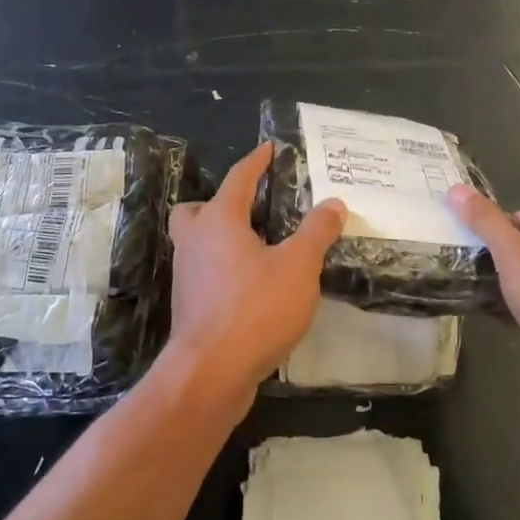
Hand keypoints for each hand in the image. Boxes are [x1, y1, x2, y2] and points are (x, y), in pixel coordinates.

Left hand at [165, 142, 346, 416]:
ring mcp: (187, 276)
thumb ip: (316, 232)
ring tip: (259, 248)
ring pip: (197, 244)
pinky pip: (204, 274)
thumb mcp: (298, 267)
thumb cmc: (255, 309)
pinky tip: (252, 286)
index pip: (238, 179)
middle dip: (219, 204)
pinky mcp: (190, 307)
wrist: (212, 372)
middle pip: (196, 211)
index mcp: (219, 221)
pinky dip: (223, 269)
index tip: (269, 148)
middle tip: (250, 211)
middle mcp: (195, 242)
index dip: (256, 161)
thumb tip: (333, 203)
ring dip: (221, 239)